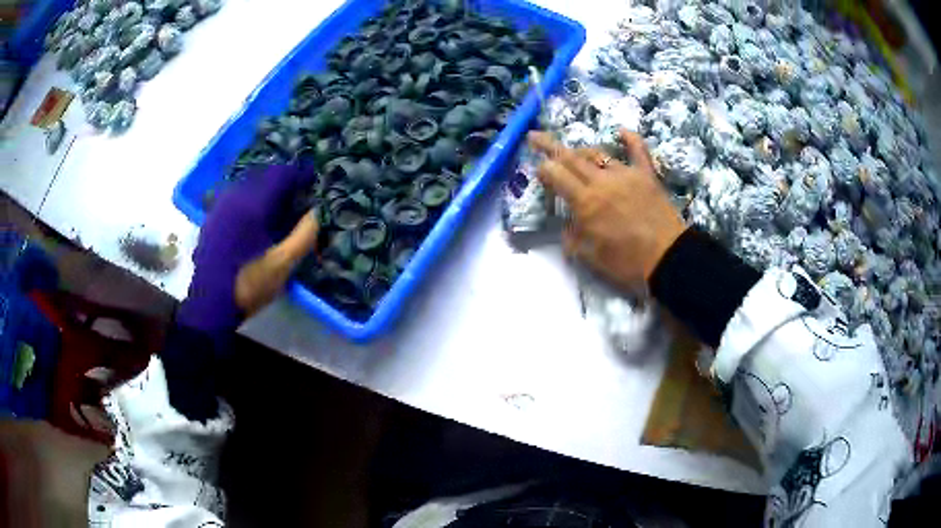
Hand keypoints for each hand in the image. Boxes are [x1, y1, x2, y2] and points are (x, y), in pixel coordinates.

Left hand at [178, 164, 318, 338]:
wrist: (210, 305)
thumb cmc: (248, 285)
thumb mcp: (282, 265)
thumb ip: (303, 235)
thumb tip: (318, 211)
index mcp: (252, 206)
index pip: (280, 175)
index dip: (299, 175)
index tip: (313, 181)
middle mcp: (234, 199)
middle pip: (263, 176)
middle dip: (283, 181)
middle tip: (299, 193)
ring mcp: (220, 208)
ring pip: (247, 185)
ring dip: (265, 188)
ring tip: (279, 204)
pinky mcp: (212, 220)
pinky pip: (235, 197)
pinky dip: (250, 198)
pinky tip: (256, 216)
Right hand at [527, 129, 685, 291]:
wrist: (668, 259)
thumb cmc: (627, 262)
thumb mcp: (591, 258)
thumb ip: (573, 239)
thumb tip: (567, 227)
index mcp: (585, 202)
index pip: (556, 174)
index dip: (543, 169)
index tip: (538, 171)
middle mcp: (602, 181)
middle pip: (571, 157)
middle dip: (550, 145)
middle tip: (535, 137)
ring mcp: (626, 175)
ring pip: (598, 154)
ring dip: (582, 151)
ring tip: (574, 152)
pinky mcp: (646, 175)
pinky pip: (638, 151)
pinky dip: (630, 139)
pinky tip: (621, 131)